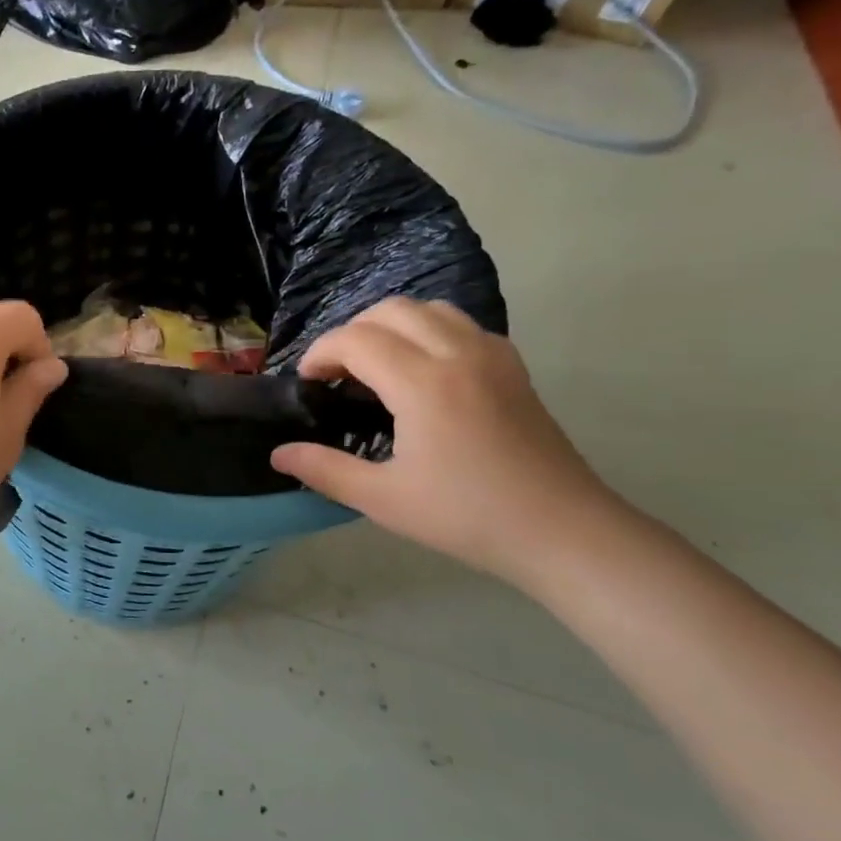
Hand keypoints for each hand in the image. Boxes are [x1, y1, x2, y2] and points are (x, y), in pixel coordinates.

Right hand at [271, 298, 620, 586]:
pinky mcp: (513, 367)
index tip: (309, 384)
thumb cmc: (467, 516)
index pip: (355, 339)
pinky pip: (462, 325)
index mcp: (422, 383)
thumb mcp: (384, 499)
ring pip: (429, 309)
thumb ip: (325, 470)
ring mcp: (491, 356)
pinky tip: (424, 371)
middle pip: (390, 310)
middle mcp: (457, 354)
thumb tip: (278, 454)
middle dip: (351, 333)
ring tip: (377, 365)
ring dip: (391, 325)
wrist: (562, 531)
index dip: (321, 353)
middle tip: (338, 374)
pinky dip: (430, 331)